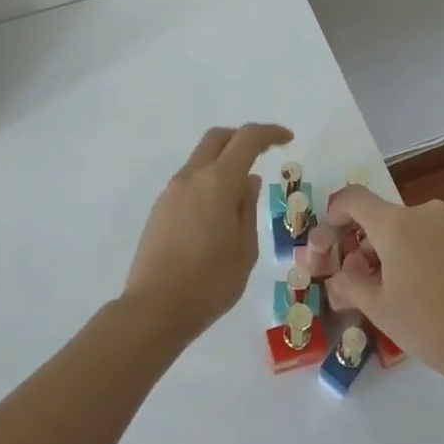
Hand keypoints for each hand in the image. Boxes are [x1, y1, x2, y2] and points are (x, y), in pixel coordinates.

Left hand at [123, 123, 293, 343]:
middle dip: (242, 138)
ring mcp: (171, 192)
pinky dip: (209, 182)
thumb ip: (248, 208)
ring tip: (243, 192)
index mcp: (217, 182)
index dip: (269, 134)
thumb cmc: (210, 282)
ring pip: (200, 159)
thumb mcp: (245, 249)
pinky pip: (189, 182)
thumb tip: (248, 181)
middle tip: (264, 152)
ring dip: (223, 162)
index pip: (246, 140)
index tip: (287, 139)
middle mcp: (191, 178)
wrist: (155, 309)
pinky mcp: (159, 210)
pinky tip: (219, 211)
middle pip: (216, 138)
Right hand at [324, 185, 443, 382]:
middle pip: (378, 216)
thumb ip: (349, 284)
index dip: (335, 212)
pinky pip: (422, 237)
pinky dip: (406, 253)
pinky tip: (408, 288)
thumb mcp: (378, 307)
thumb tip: (336, 277)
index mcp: (395, 223)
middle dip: (359, 241)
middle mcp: (421, 214)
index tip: (330, 239)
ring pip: (401, 228)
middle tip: (350, 277)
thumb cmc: (428, 324)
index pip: (353, 198)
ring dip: (383, 250)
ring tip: (379, 289)